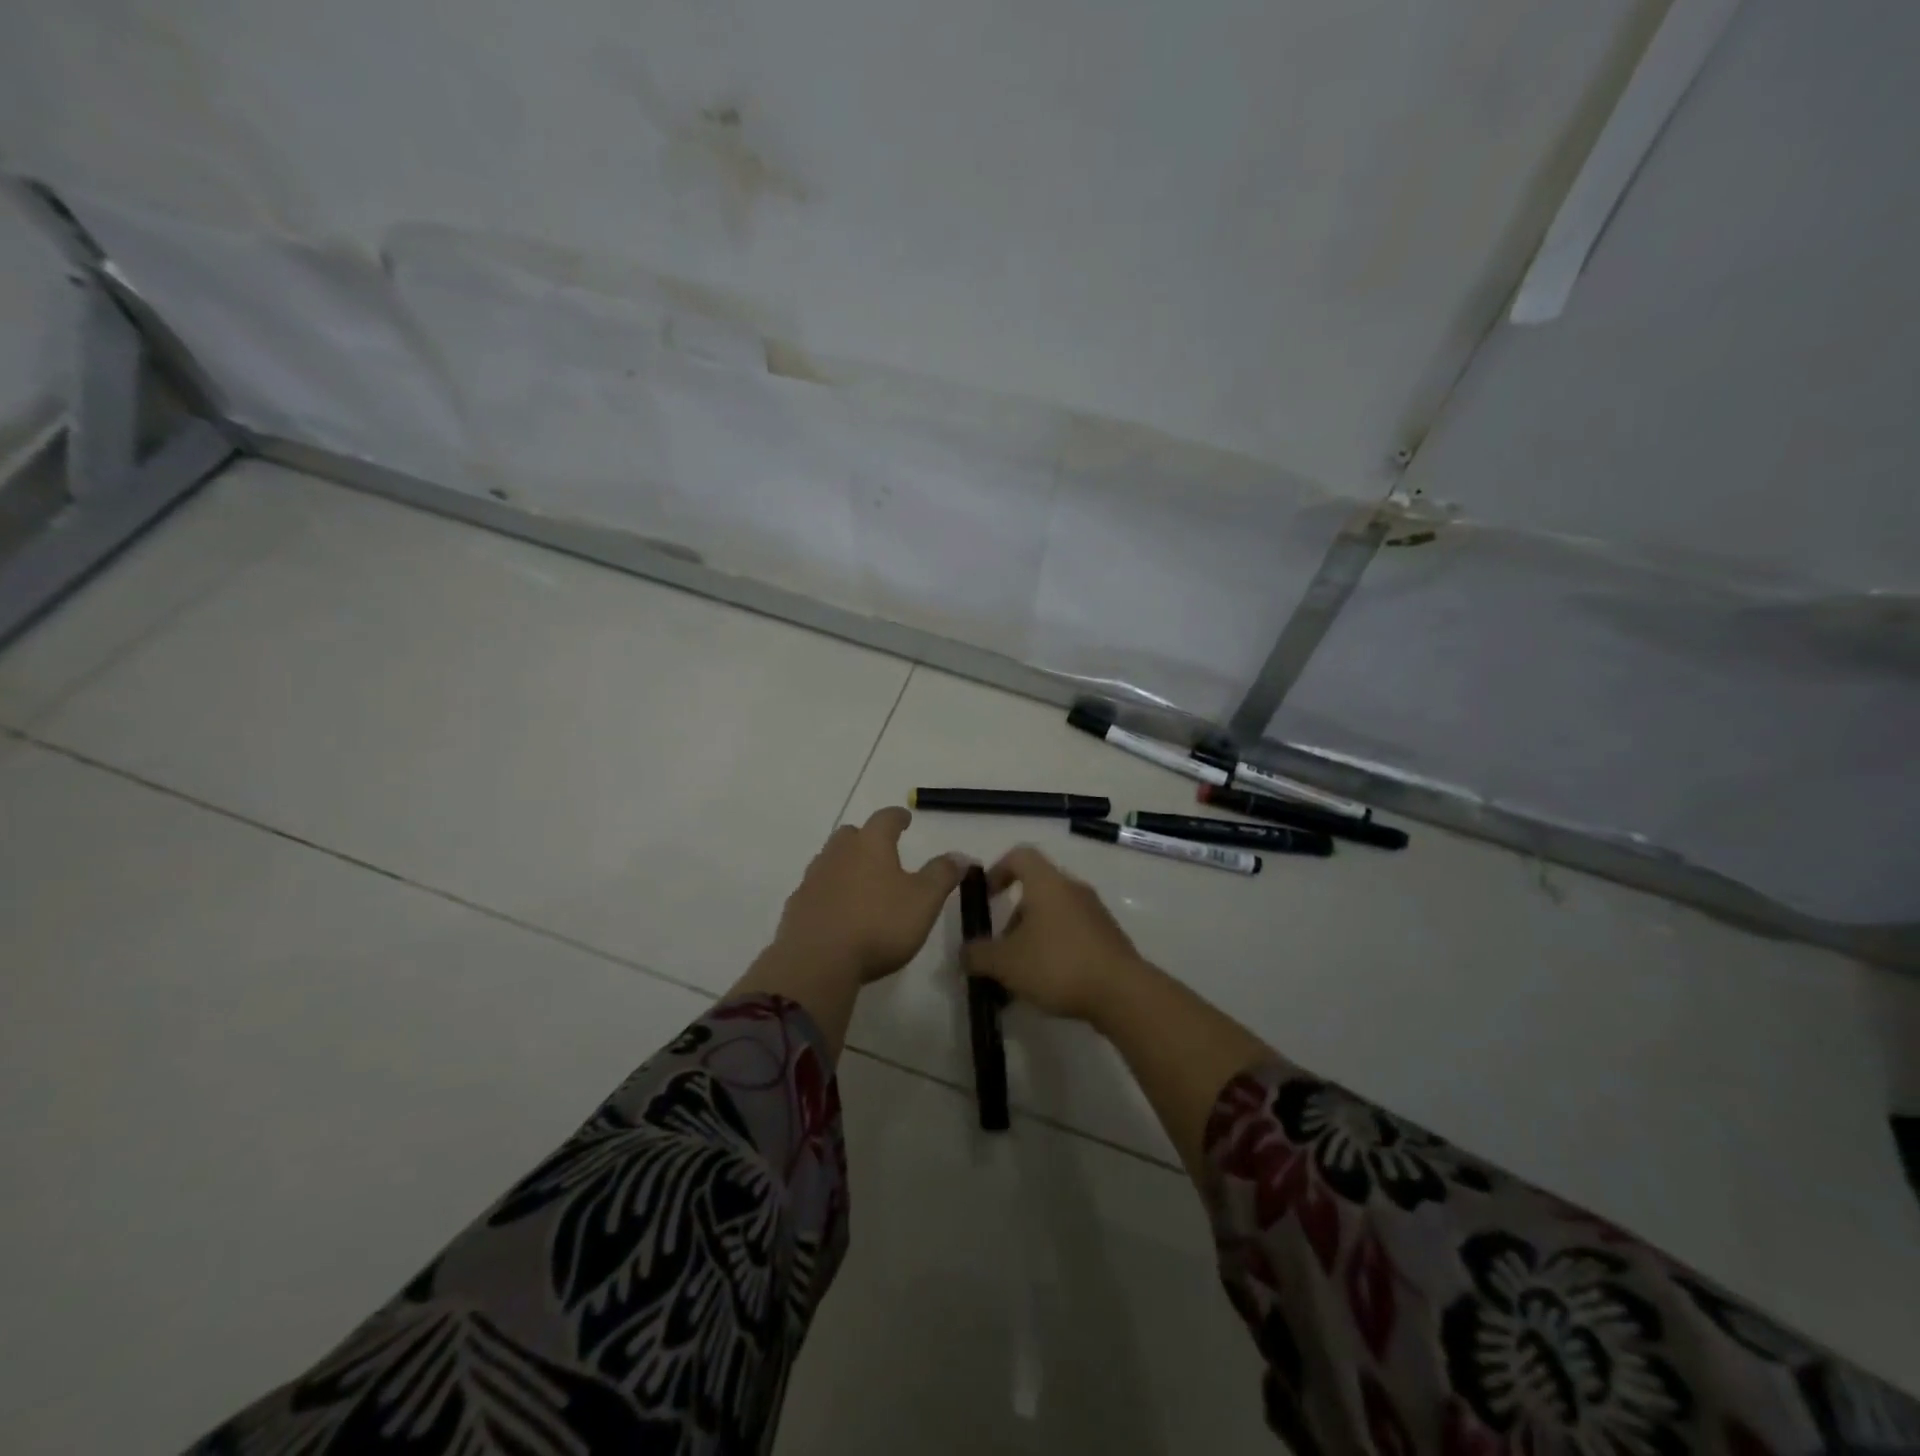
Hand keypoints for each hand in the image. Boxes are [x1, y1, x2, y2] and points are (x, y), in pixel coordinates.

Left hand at [773, 806, 966, 984]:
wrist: (818, 961)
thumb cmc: (879, 925)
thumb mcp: (924, 900)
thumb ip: (942, 874)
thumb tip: (960, 855)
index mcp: (871, 845)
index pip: (885, 819)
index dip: (898, 817)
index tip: (905, 819)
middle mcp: (838, 853)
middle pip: (851, 834)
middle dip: (866, 838)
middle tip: (880, 850)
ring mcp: (813, 879)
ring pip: (830, 860)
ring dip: (845, 865)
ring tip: (860, 882)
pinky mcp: (796, 907)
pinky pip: (815, 890)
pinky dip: (828, 893)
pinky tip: (837, 911)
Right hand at [962, 846, 1147, 1021]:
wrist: (1122, 993)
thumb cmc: (1057, 965)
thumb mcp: (1006, 963)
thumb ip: (978, 955)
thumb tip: (963, 953)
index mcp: (1047, 883)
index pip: (1019, 856)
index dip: (997, 870)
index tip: (985, 896)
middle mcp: (1072, 890)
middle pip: (1036, 891)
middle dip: (1013, 919)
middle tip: (1000, 950)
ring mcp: (1094, 913)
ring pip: (1054, 916)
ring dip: (1032, 938)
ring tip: (1020, 976)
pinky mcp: (1108, 938)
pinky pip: (1072, 935)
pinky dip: (1054, 951)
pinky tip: (1047, 985)